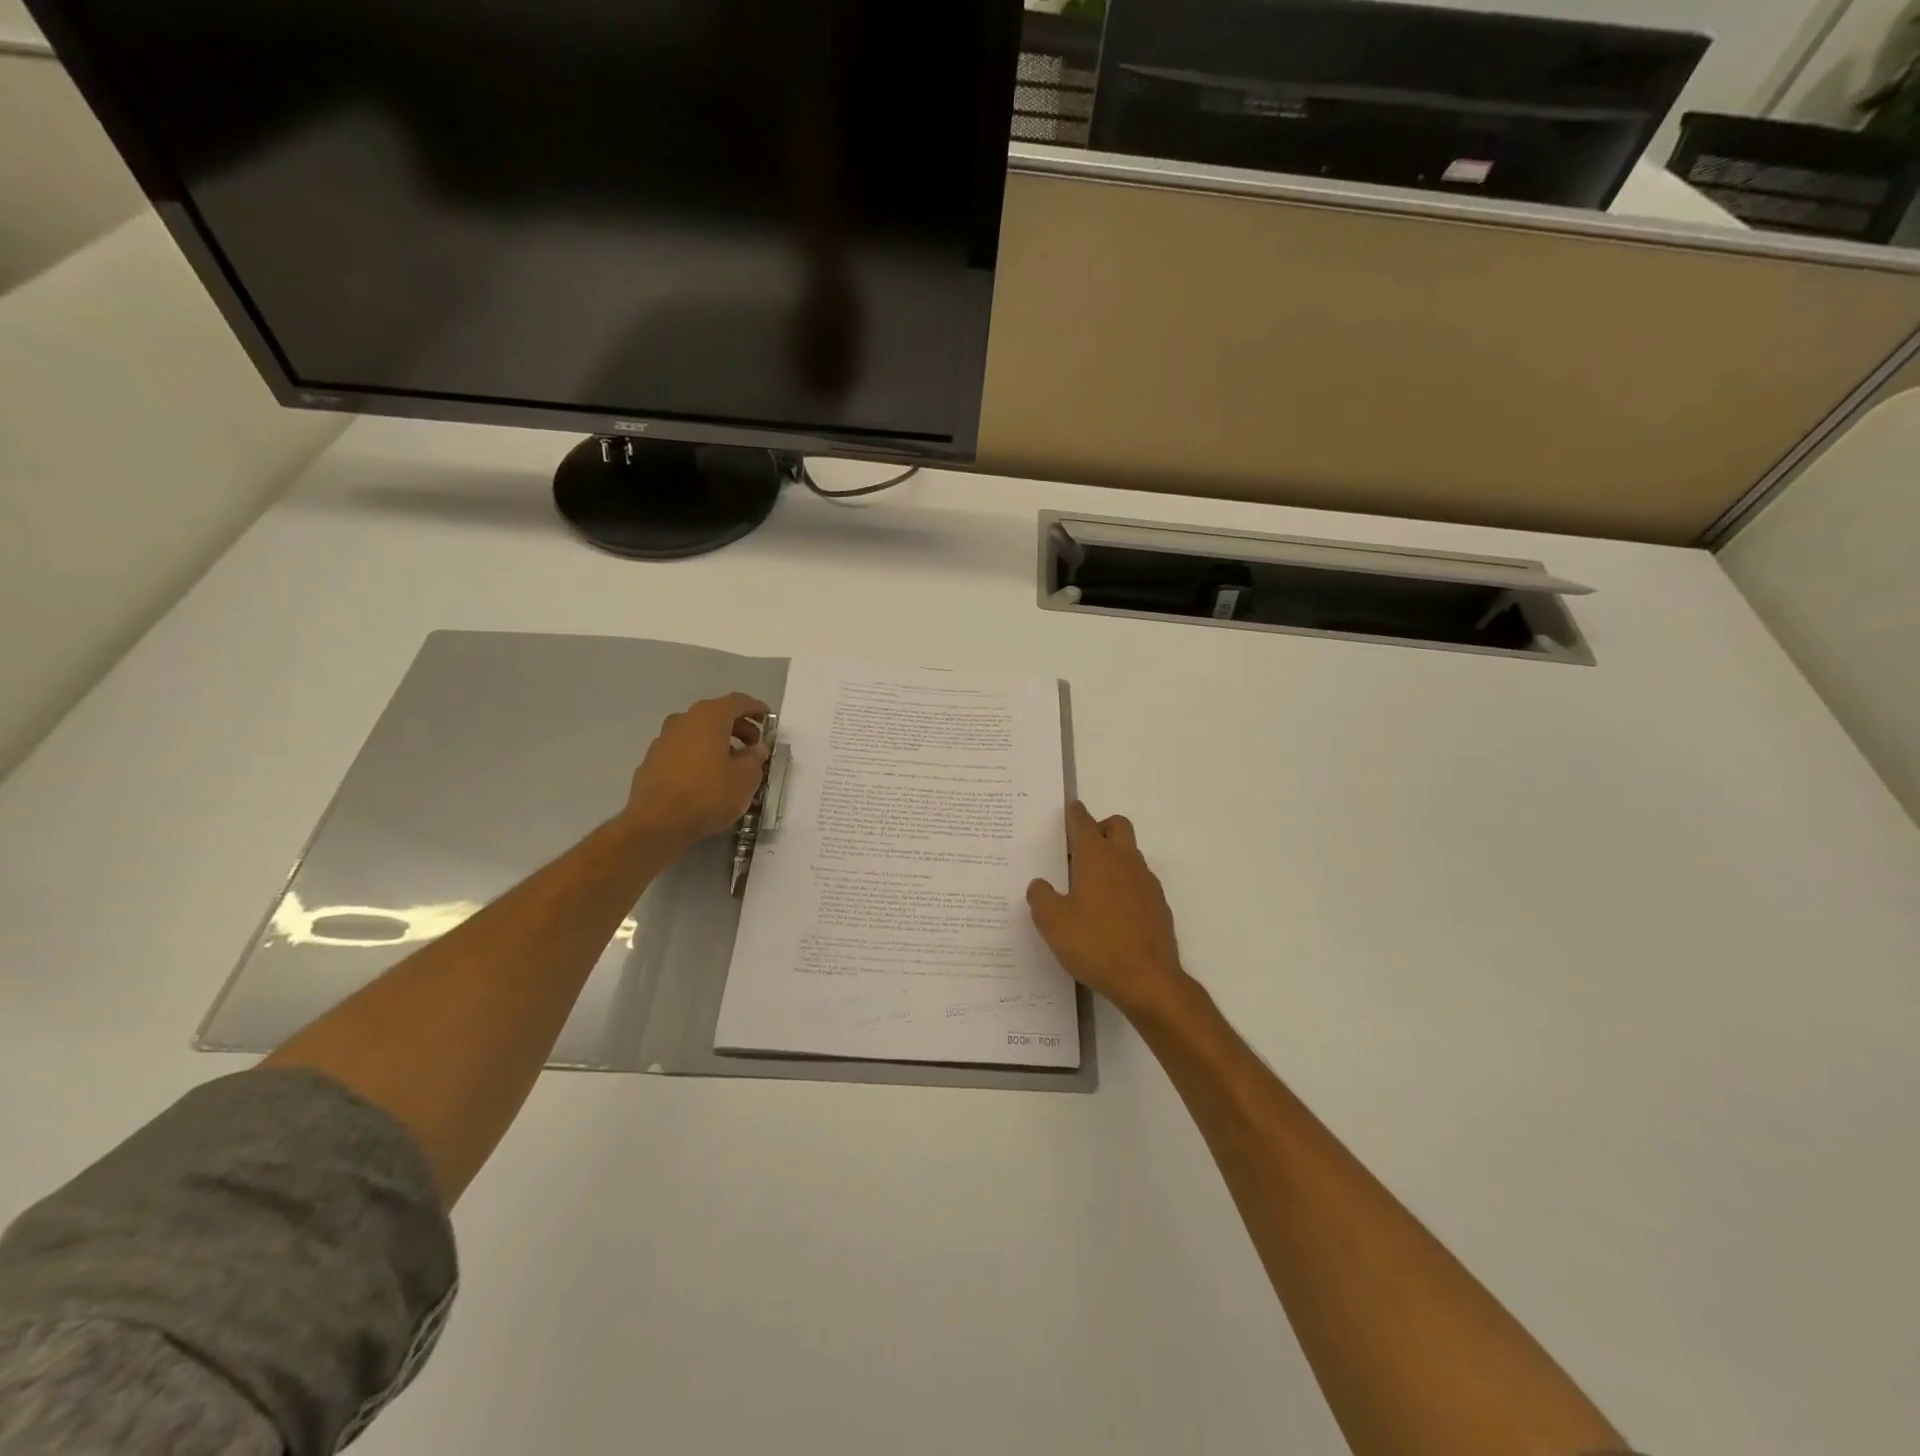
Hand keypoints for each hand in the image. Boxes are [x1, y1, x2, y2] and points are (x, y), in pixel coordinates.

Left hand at [622, 693, 770, 850]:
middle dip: (738, 728)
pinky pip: (683, 750)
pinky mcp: (651, 761)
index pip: (738, 702)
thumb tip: (756, 749)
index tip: (769, 720)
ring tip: (732, 764)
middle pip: (716, 715)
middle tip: (754, 746)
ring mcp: (663, 740)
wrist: (657, 823)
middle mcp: (683, 720)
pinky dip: (699, 756)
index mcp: (709, 717)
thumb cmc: (708, 794)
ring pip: (697, 733)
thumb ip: (755, 758)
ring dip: (718, 742)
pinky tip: (707, 778)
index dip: (756, 708)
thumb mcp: (746, 778)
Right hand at [1027, 803, 1189, 1018]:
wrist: (1148, 980)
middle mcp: (1124, 861)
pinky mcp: (1159, 905)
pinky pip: (1140, 882)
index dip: (1073, 814)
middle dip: (1099, 828)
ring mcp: (1146, 882)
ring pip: (1130, 853)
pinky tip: (1111, 913)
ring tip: (1091, 886)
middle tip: (1079, 849)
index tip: (1067, 811)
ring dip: (1113, 857)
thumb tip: (1040, 885)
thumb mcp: (1052, 922)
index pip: (1083, 821)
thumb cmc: (1095, 945)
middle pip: (1116, 826)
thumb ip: (1040, 897)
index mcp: (1096, 857)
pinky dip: (1125, 885)